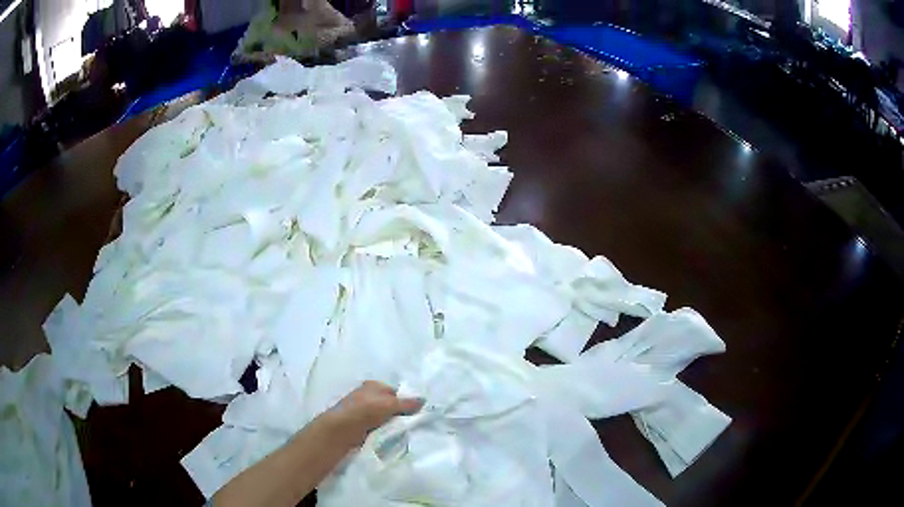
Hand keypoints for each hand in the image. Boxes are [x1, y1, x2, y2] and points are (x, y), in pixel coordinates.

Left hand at [324, 381, 422, 447]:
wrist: (341, 430)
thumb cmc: (365, 411)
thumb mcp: (389, 405)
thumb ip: (407, 404)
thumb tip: (424, 400)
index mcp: (373, 385)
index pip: (395, 391)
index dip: (406, 401)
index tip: (417, 413)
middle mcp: (368, 395)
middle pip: (391, 404)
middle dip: (400, 414)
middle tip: (413, 423)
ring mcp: (363, 410)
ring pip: (385, 417)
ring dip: (392, 424)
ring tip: (404, 431)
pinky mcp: (361, 424)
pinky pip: (379, 426)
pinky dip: (385, 430)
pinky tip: (392, 436)